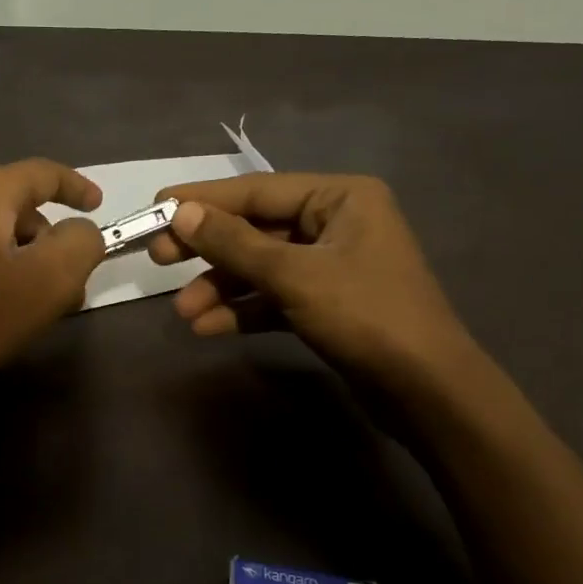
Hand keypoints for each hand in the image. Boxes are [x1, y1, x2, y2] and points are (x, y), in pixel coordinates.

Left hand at [0, 160, 104, 407]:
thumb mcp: (46, 282)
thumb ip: (80, 245)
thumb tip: (82, 231)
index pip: (44, 173)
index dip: (77, 187)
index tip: (97, 206)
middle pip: (17, 205)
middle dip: (49, 239)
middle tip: (68, 281)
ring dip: (20, 258)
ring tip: (32, 302)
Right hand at [147, 172, 471, 382]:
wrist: (427, 392)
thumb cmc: (366, 317)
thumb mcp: (294, 275)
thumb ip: (234, 243)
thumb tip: (181, 212)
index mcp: (340, 198)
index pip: (257, 190)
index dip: (203, 199)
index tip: (155, 207)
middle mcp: (336, 223)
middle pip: (256, 228)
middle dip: (208, 248)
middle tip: (158, 259)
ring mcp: (331, 266)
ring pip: (261, 267)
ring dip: (221, 287)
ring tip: (183, 312)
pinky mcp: (326, 304)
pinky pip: (274, 297)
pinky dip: (243, 310)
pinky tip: (208, 329)